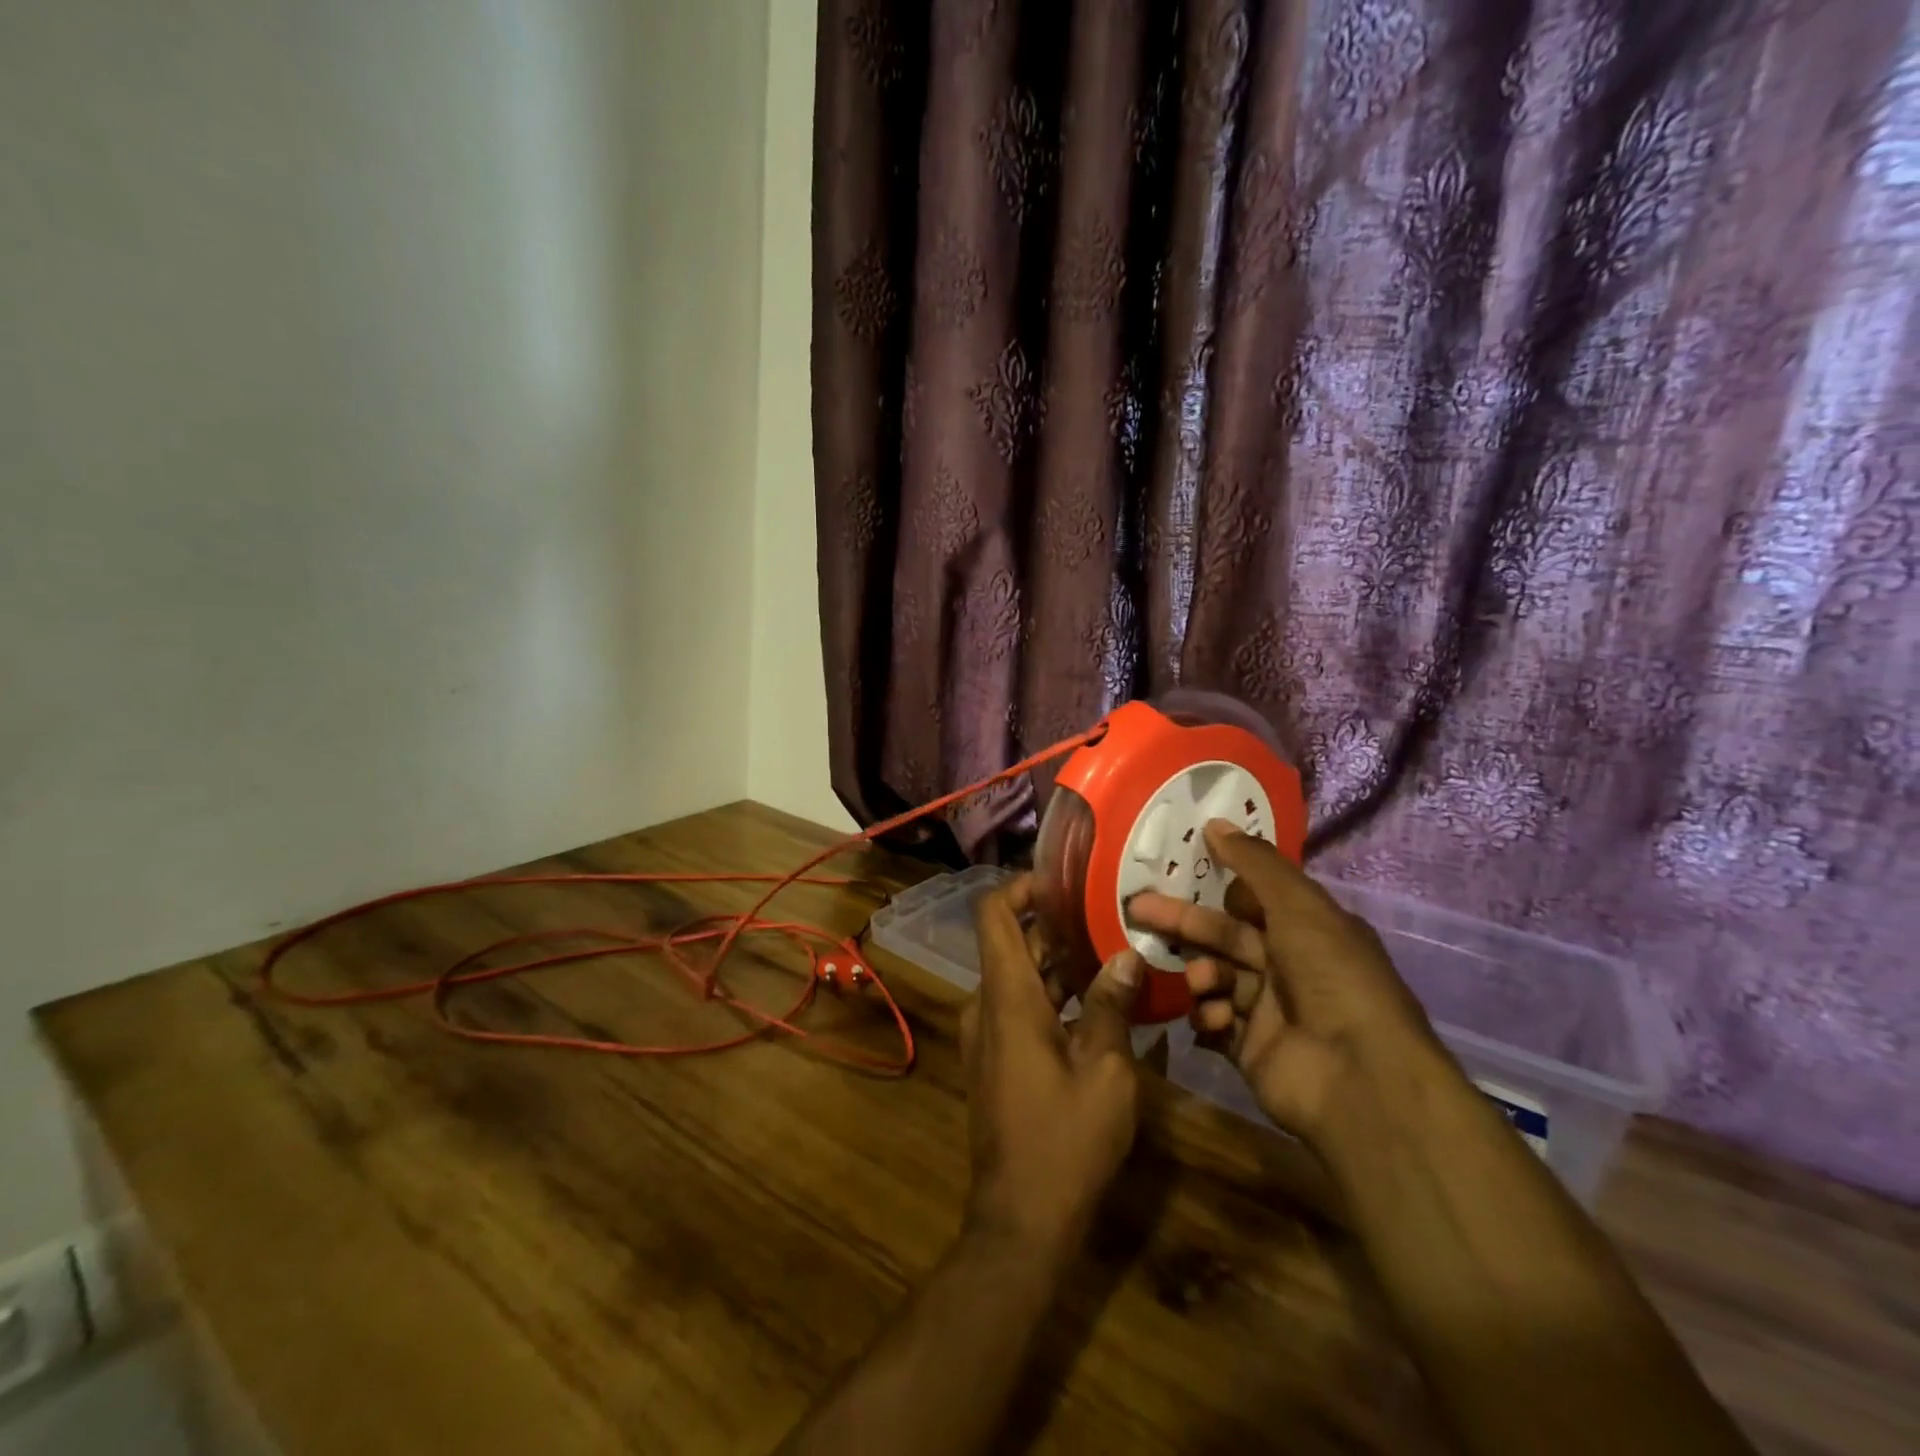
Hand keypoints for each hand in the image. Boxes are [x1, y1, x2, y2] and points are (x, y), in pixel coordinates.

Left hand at [961, 876, 1144, 1256]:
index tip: (1063, 879)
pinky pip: (1019, 1006)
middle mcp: (987, 1005)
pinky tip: (1099, 999)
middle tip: (1108, 912)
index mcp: (1006, 996)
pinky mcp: (996, 1058)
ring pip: (1019, 976)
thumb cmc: (1066, 1140)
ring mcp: (987, 1033)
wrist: (1021, 1219)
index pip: (994, 914)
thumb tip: (1127, 955)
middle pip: (1012, 942)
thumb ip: (1112, 1006)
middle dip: (1055, 924)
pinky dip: (1052, 994)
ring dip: (1058, 961)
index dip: (1021, 886)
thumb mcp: (1105, 1071)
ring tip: (1112, 947)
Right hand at [1126, 821, 1439, 1142]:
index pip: (1253, 899)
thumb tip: (1214, 822)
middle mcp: (1289, 966)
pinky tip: (1212, 1019)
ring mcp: (1269, 1010)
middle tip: (1137, 909)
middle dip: (1183, 922)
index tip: (1175, 870)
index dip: (1216, 885)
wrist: (1357, 1078)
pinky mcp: (1250, 1049)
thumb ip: (1254, 864)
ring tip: (1200, 982)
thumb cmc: (1331, 977)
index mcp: (1308, 929)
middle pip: (1224, 936)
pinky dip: (1207, 1016)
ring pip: (1215, 977)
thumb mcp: (1298, 906)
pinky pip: (1214, 1022)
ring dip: (1201, 974)